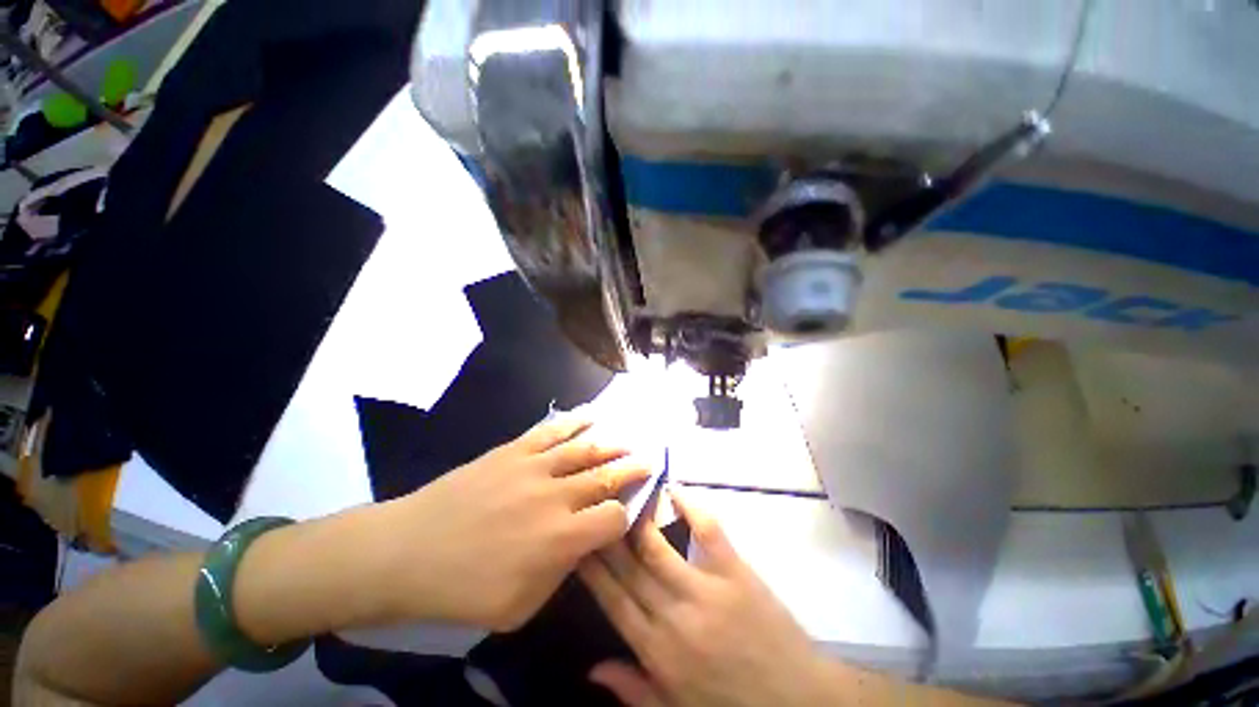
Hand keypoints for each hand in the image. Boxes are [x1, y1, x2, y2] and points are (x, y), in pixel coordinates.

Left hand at [392, 417, 649, 631]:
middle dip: (632, 470)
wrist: (406, 551)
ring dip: (610, 445)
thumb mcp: (519, 606)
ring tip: (627, 441)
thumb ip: (560, 575)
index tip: (627, 516)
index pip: (613, 518)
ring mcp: (534, 467)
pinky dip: (574, 422)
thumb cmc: (461, 590)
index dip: (626, 517)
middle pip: (606, 476)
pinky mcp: (514, 450)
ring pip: (585, 450)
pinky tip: (590, 415)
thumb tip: (582, 547)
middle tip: (648, 461)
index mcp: (561, 538)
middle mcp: (556, 496)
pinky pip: (552, 431)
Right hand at [578, 488, 839, 706]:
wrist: (797, 701)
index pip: (611, 598)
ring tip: (622, 492)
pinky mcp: (735, 572)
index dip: (590, 565)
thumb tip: (590, 669)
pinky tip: (673, 490)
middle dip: (606, 531)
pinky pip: (707, 531)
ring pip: (657, 545)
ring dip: (637, 517)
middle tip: (593, 502)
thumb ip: (632, 689)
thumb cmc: (731, 706)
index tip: (576, 537)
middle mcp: (672, 614)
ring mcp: (705, 589)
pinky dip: (690, 507)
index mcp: (656, 650)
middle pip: (628, 565)